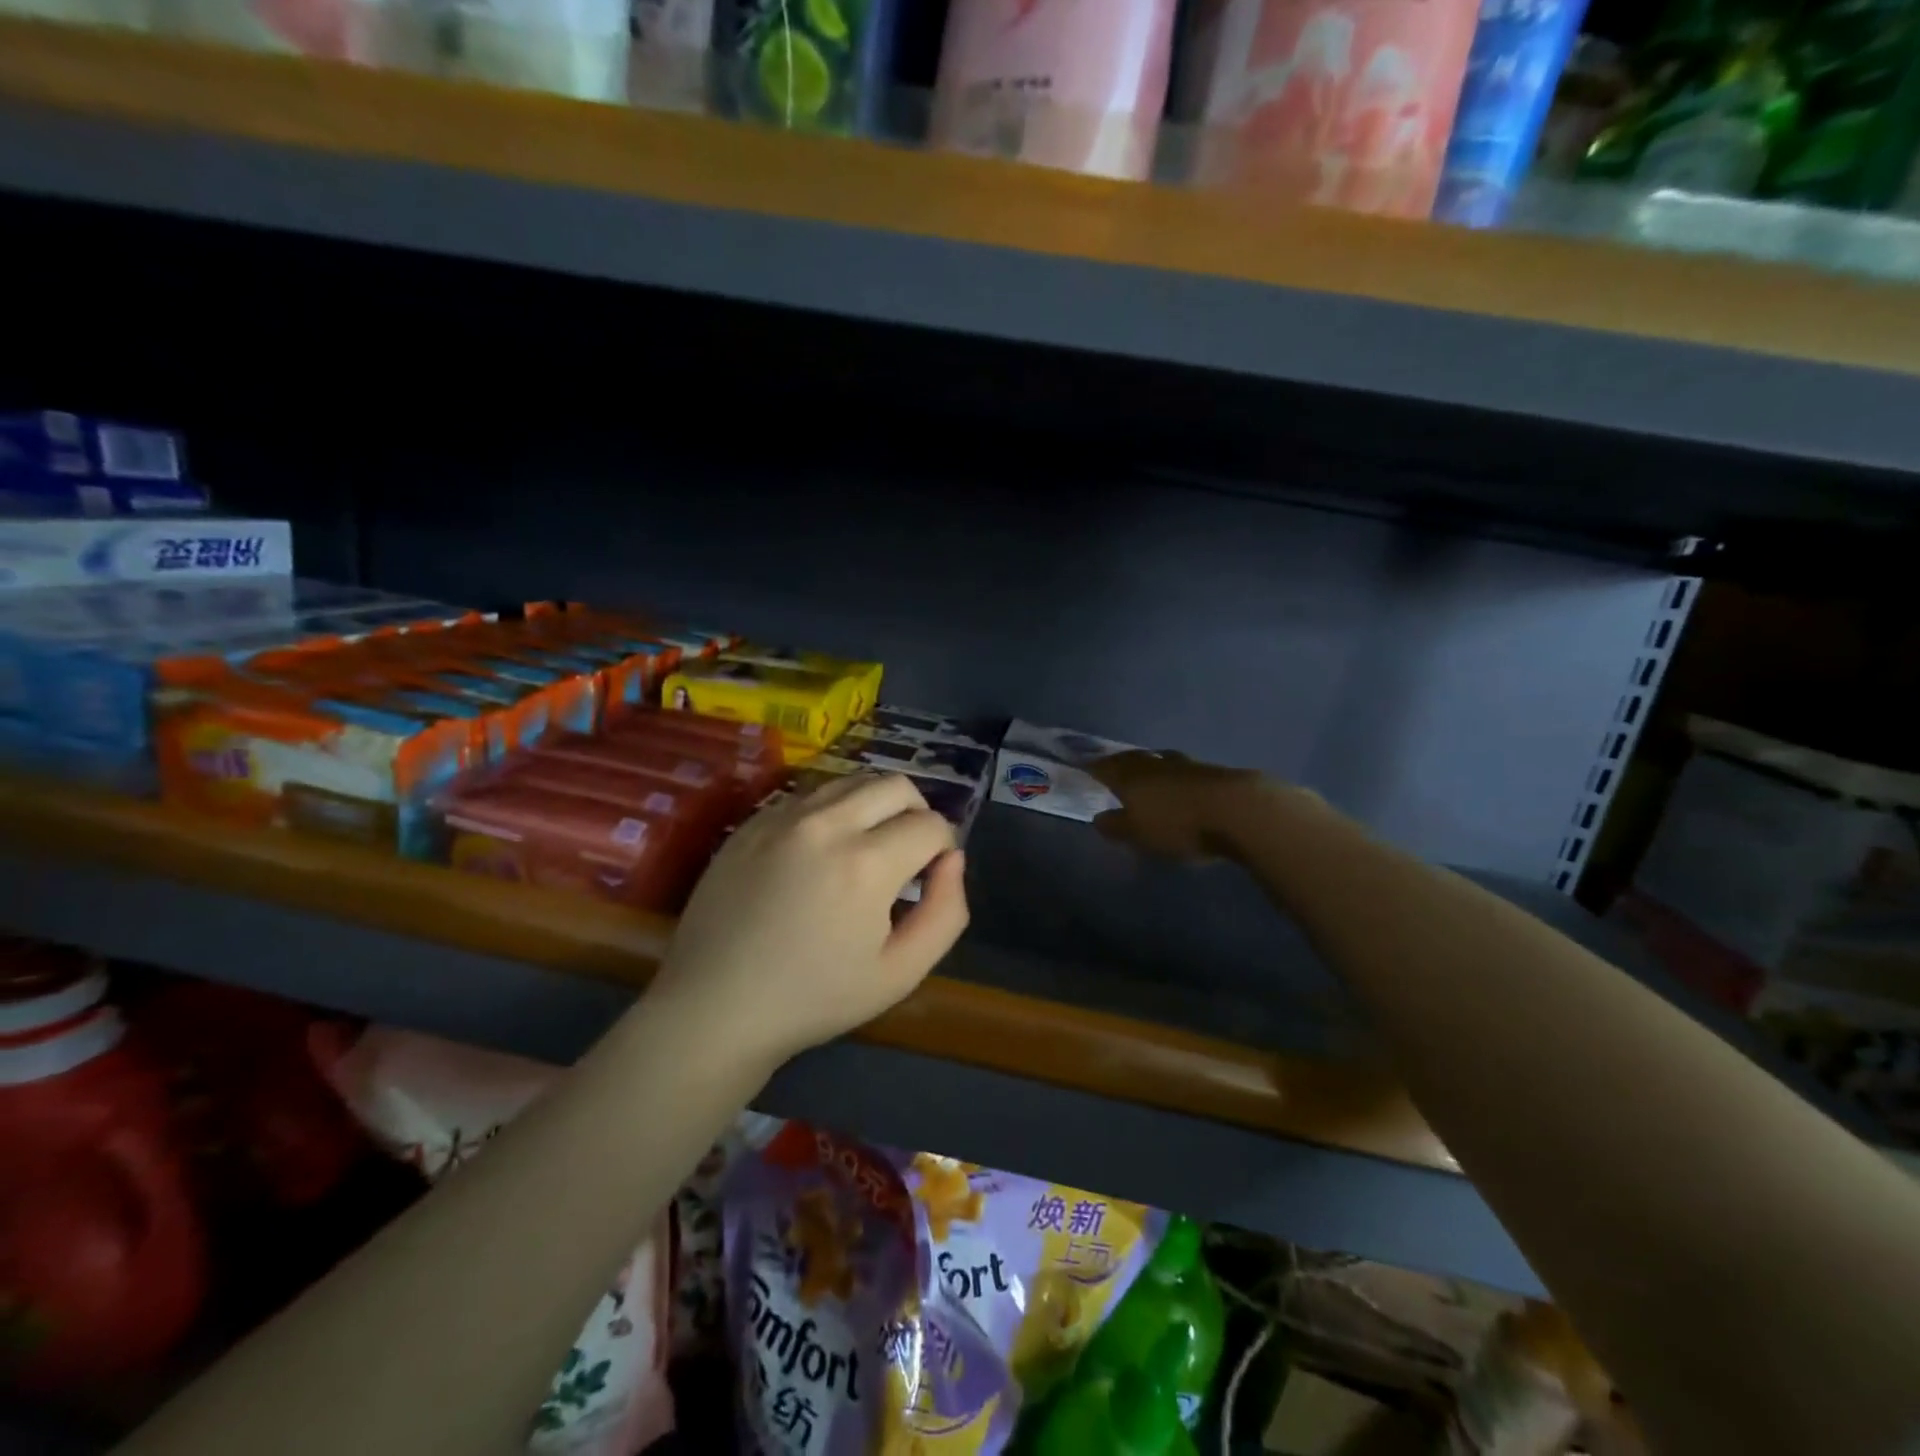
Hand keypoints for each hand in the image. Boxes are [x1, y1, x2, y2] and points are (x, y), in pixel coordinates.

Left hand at [650, 773, 967, 1071]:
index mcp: (867, 863)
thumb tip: (952, 859)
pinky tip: (820, 853)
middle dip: (916, 814)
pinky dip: (832, 812)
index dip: (943, 849)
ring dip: (874, 806)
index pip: (931, 824)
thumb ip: (946, 911)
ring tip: (865, 849)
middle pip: (896, 785)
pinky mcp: (752, 822)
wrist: (715, 1007)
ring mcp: (783, 817)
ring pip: (852, 781)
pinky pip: (809, 795)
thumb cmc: (814, 999)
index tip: (927, 879)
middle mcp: (826, 823)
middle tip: (905, 856)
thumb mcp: (901, 973)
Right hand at [1088, 749, 1281, 859]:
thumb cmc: (1178, 824)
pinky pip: (1182, 770)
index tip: (1083, 767)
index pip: (1104, 767)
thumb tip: (1099, 817)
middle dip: (1120, 763)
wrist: (1238, 810)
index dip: (1092, 767)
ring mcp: (1185, 765)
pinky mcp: (1211, 773)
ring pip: (1159, 760)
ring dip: (1150, 766)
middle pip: (1132, 759)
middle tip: (1112, 767)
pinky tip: (1177, 784)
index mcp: (1130, 776)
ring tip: (1145, 773)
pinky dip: (1174, 775)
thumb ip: (1117, 826)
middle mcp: (1154, 764)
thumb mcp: (1139, 834)